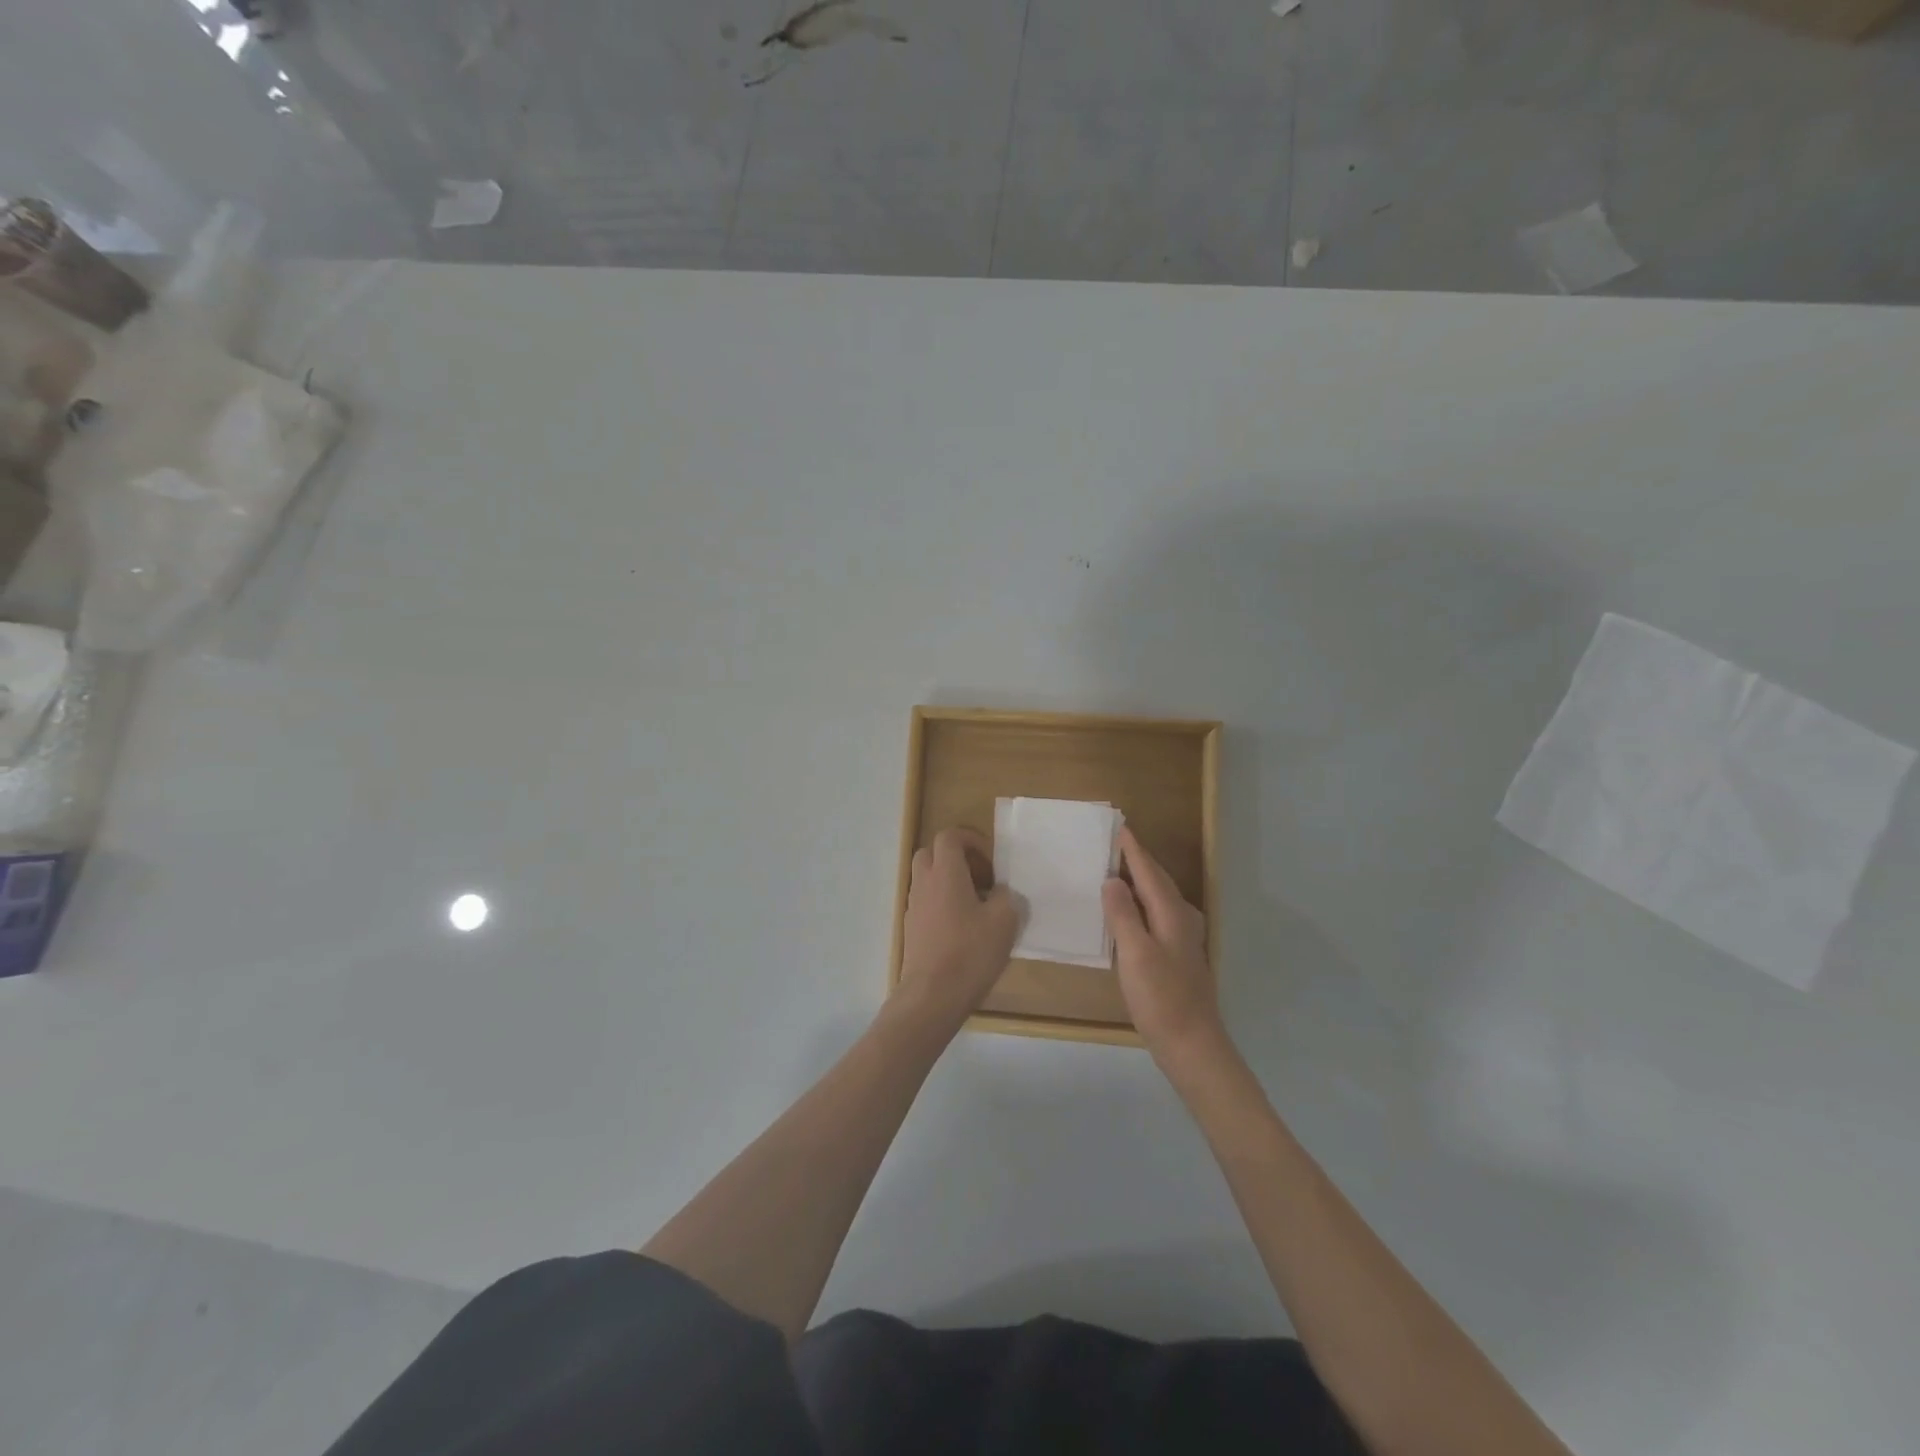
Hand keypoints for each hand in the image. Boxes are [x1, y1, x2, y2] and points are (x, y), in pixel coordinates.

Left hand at [893, 827, 1022, 1035]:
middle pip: (931, 853)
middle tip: (981, 879)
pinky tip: (963, 929)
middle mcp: (923, 883)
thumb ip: (1006, 897)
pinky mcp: (911, 929)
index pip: (949, 836)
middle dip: (956, 858)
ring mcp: (913, 907)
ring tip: (976, 907)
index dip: (971, 840)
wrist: (932, 995)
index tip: (991, 861)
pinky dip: (942, 904)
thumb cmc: (970, 952)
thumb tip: (999, 892)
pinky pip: (926, 902)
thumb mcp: (1004, 921)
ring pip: (926, 879)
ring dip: (949, 882)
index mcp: (945, 873)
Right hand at [1102, 826, 1224, 1065]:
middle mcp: (1182, 919)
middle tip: (1116, 843)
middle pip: (1158, 881)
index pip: (1149, 872)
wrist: (1192, 1044)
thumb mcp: (1135, 954)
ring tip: (1119, 870)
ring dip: (1141, 881)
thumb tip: (1112, 879)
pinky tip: (1131, 913)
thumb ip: (1123, 915)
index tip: (1118, 828)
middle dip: (1139, 860)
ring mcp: (1184, 938)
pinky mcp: (1179, 956)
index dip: (1133, 850)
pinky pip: (1158, 914)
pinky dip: (1143, 904)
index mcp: (1172, 914)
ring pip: (1160, 898)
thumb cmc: (1161, 998)